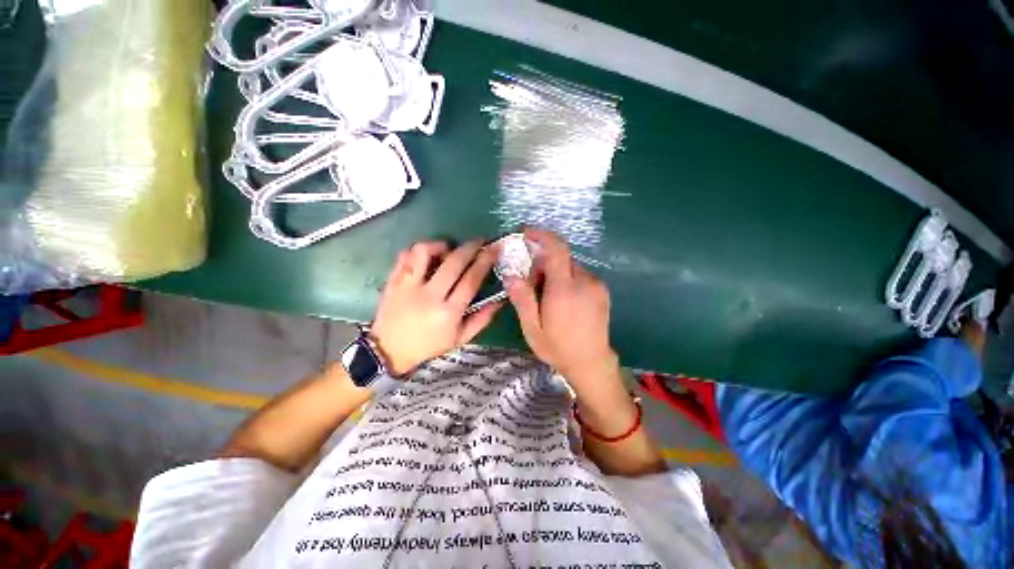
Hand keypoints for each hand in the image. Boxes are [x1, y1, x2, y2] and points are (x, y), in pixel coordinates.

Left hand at [370, 240, 502, 375]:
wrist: (389, 351)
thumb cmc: (429, 345)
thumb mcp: (460, 338)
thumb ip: (482, 319)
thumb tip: (499, 300)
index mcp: (448, 312)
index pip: (471, 280)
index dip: (485, 262)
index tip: (494, 249)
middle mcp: (429, 296)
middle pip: (453, 262)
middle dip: (470, 247)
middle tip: (479, 241)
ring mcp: (408, 286)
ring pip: (424, 253)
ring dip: (440, 245)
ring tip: (448, 248)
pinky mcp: (393, 281)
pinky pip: (405, 256)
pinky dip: (418, 251)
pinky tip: (427, 255)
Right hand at [505, 229, 619, 389]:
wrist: (592, 363)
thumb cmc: (558, 347)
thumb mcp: (532, 328)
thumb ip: (522, 299)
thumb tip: (510, 275)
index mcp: (565, 289)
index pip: (557, 249)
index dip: (541, 235)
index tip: (526, 233)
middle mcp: (584, 281)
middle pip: (561, 258)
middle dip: (543, 262)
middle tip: (532, 282)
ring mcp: (597, 285)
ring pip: (570, 266)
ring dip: (555, 272)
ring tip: (547, 296)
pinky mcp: (602, 290)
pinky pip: (580, 275)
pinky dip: (567, 279)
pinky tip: (563, 299)